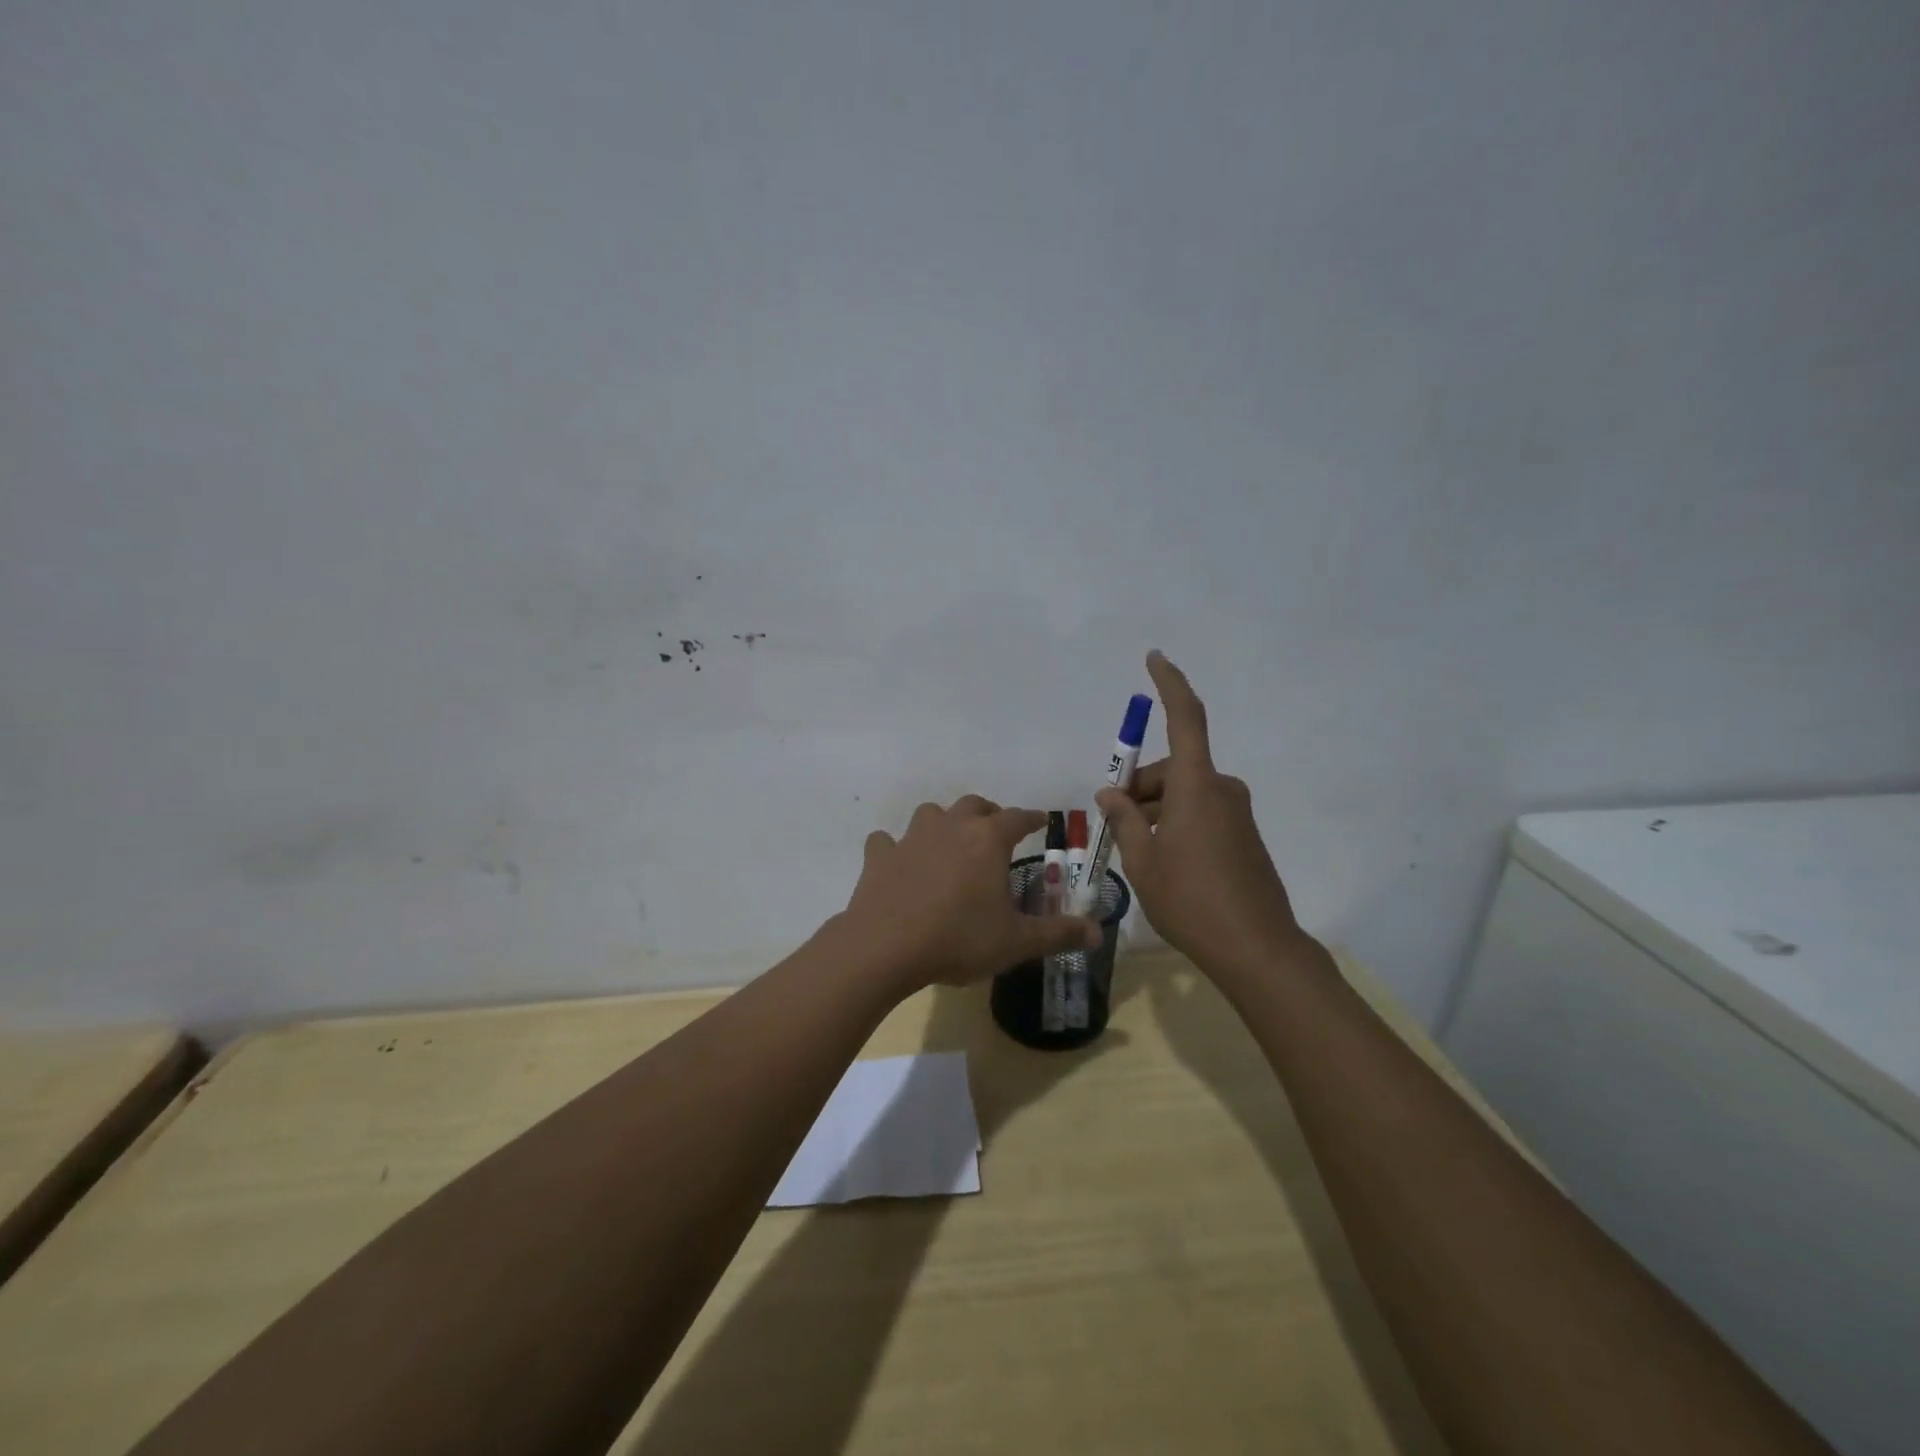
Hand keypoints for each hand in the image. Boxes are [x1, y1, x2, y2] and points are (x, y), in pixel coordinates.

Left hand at [841, 796, 1100, 991]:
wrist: (885, 947)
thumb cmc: (958, 939)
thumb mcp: (1016, 942)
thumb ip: (1058, 934)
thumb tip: (1098, 933)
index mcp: (987, 840)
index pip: (1017, 818)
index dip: (1032, 819)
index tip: (1041, 820)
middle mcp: (951, 827)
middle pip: (974, 805)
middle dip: (989, 814)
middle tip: (996, 832)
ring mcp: (911, 838)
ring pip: (931, 814)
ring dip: (944, 823)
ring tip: (950, 844)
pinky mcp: (880, 856)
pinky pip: (888, 841)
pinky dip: (895, 848)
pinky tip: (899, 862)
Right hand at [1096, 652, 1311, 978]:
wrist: (1257, 949)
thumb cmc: (1191, 900)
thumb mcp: (1143, 861)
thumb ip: (1124, 819)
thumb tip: (1109, 792)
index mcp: (1197, 786)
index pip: (1185, 718)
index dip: (1170, 684)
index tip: (1155, 658)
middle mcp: (1221, 790)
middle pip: (1173, 768)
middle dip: (1139, 786)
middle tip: (1113, 822)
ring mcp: (1237, 813)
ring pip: (1185, 793)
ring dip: (1155, 809)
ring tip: (1135, 851)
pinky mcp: (1244, 835)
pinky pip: (1201, 812)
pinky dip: (1176, 822)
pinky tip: (1163, 859)